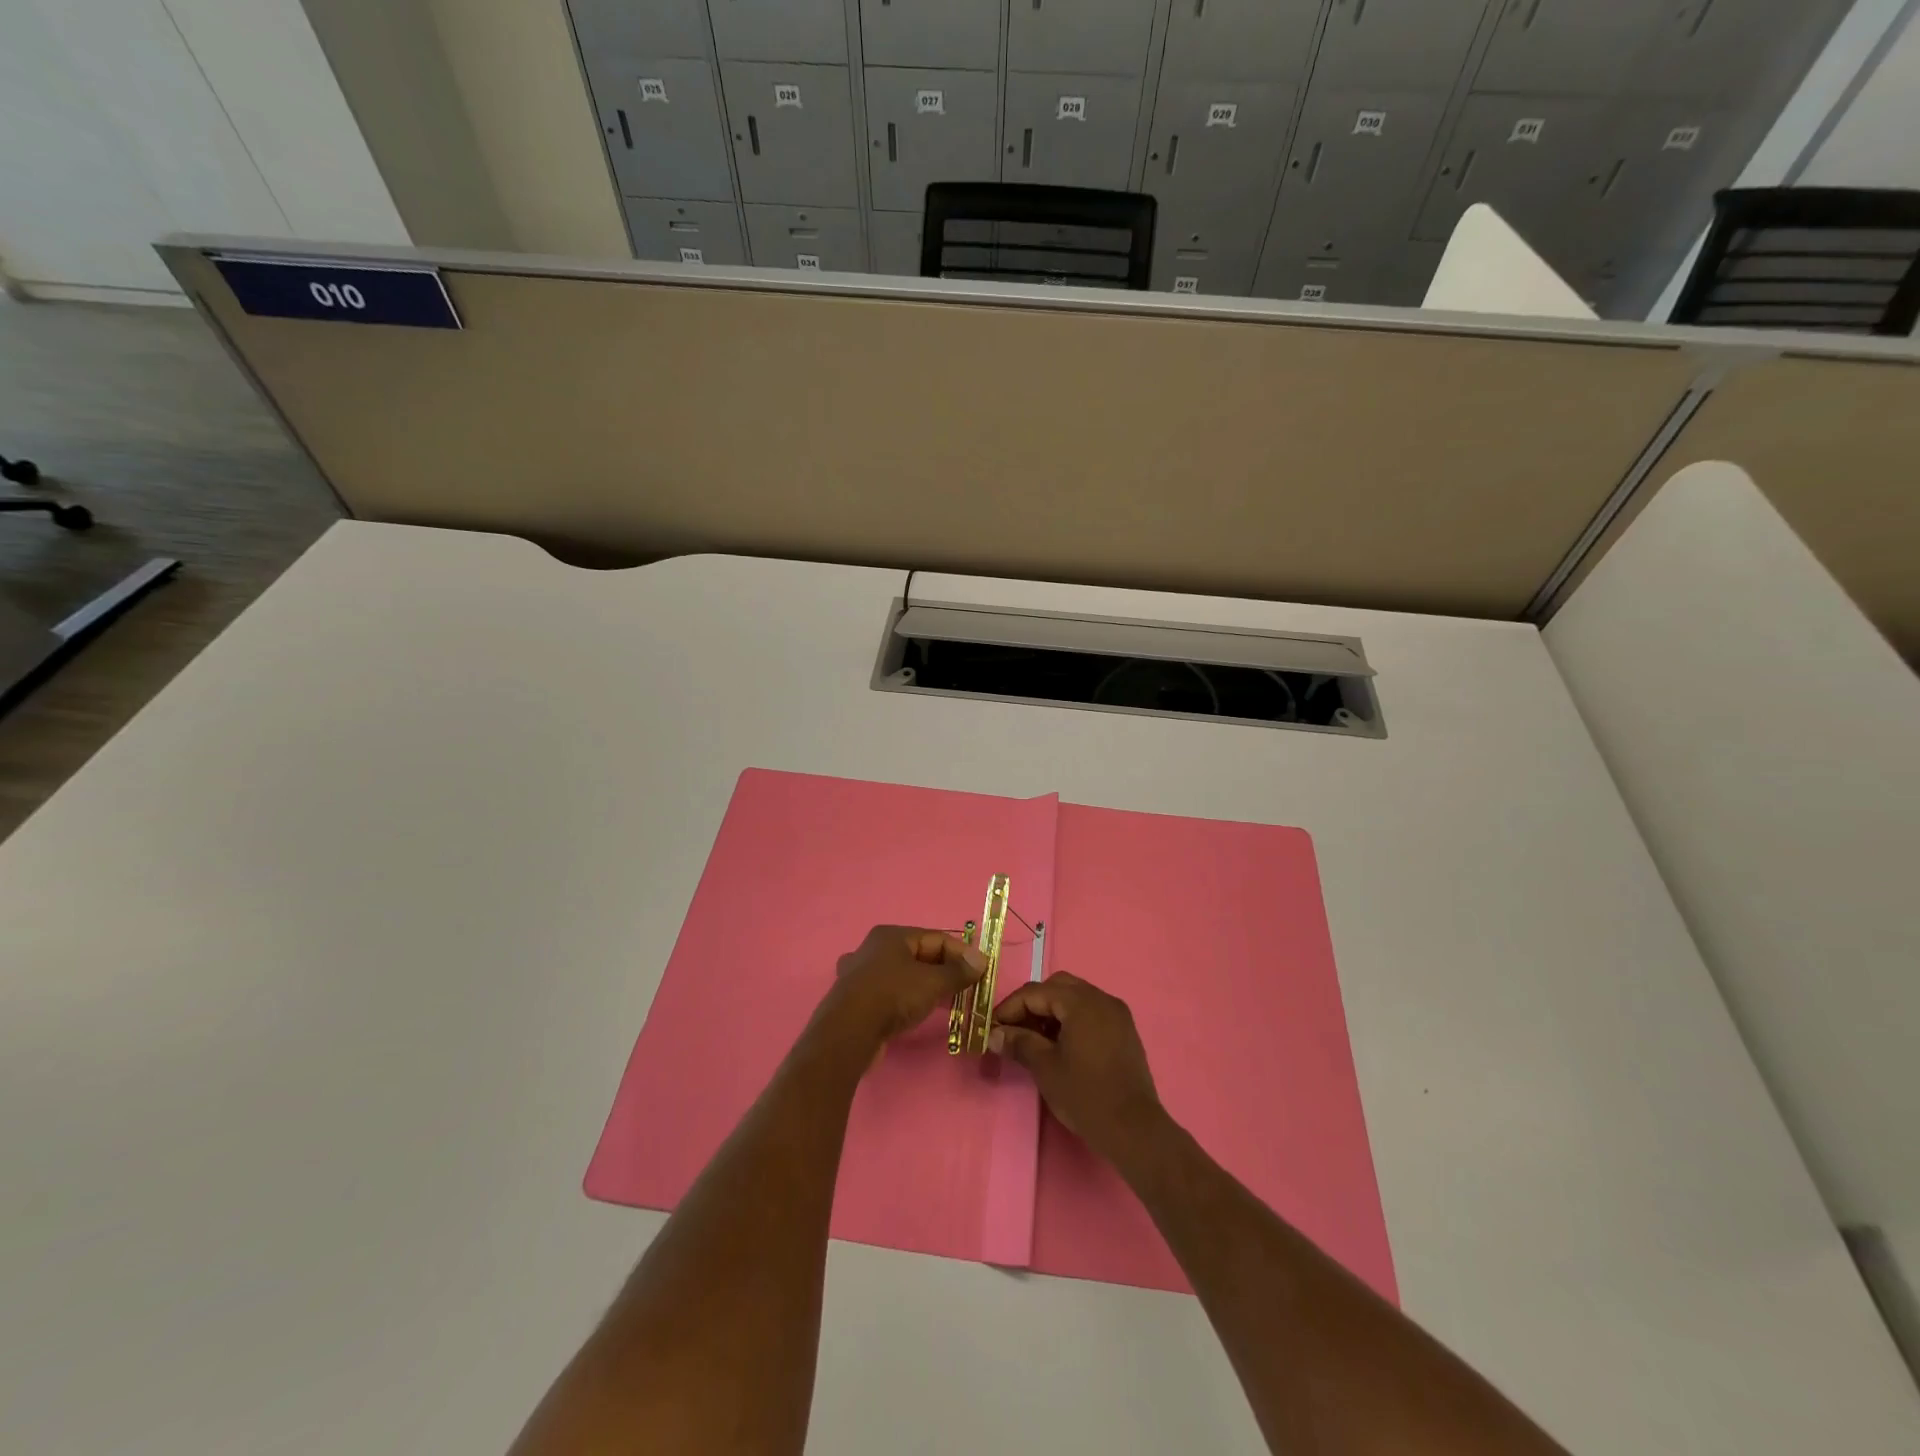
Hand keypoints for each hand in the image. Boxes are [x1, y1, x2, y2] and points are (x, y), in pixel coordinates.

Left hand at [821, 925, 985, 1048]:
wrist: (848, 1032)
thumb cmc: (892, 996)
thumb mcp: (932, 982)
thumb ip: (958, 972)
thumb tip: (981, 960)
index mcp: (891, 936)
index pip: (935, 938)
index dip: (961, 953)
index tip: (981, 971)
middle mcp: (873, 949)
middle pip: (918, 955)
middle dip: (944, 970)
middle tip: (966, 988)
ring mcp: (861, 974)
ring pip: (903, 975)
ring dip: (926, 986)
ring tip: (947, 1001)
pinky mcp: (856, 999)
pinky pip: (890, 992)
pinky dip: (907, 999)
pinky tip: (915, 1012)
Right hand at [990, 972, 1166, 1165]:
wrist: (1134, 1129)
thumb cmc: (1085, 1095)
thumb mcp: (1045, 1068)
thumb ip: (1019, 1042)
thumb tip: (994, 1034)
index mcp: (1081, 1002)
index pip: (1036, 992)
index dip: (1010, 1007)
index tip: (992, 1027)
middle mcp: (1101, 998)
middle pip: (1057, 987)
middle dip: (1032, 1004)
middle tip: (1014, 1029)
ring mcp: (1116, 1013)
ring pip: (1075, 997)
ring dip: (1052, 1011)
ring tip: (1035, 1039)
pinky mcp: (1124, 1030)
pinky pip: (1091, 1011)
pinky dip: (1072, 1019)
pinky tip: (1061, 1044)